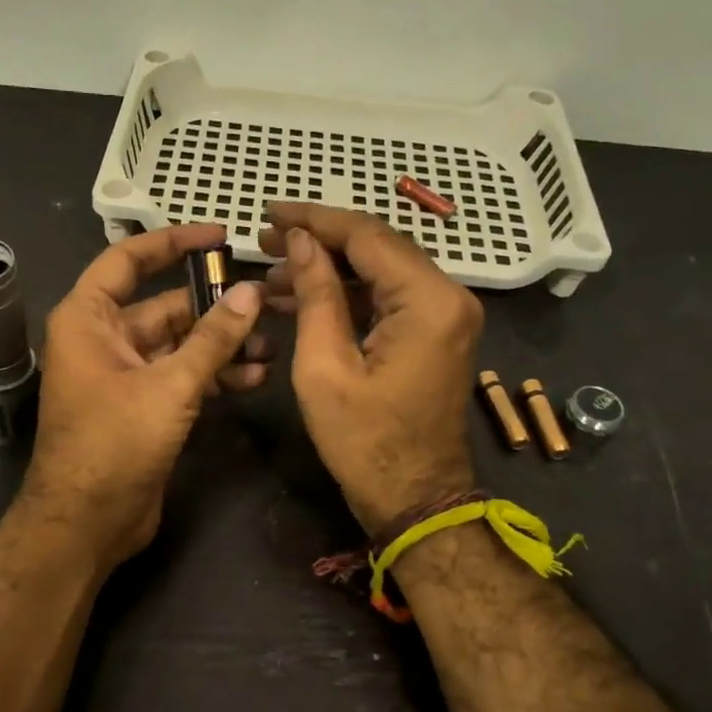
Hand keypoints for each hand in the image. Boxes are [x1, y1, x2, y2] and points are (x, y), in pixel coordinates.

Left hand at [24, 223, 269, 565]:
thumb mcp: (169, 385)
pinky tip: (253, 377)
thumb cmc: (115, 443)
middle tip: (267, 301)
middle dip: (214, 306)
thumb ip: (213, 338)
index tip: (219, 236)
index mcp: (89, 319)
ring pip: (179, 345)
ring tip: (270, 345)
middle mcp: (103, 340)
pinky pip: (181, 377)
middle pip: (164, 306)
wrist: (87, 523)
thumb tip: (250, 292)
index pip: (128, 260)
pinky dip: (213, 375)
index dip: (173, 242)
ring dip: (221, 345)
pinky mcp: (143, 408)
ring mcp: (124, 376)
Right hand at [259, 203, 482, 533]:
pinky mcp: (435, 333)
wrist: (415, 498)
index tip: (268, 213)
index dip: (313, 220)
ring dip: (328, 270)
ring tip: (272, 274)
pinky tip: (302, 298)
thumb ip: (315, 296)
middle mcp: (448, 296)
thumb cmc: (364, 443)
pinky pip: (388, 298)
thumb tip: (301, 242)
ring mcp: (446, 315)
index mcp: (428, 301)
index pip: (366, 236)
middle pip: (377, 247)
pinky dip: (347, 295)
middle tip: (263, 241)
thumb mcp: (324, 369)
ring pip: (380, 271)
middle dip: (318, 242)